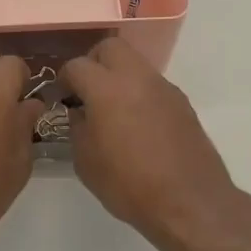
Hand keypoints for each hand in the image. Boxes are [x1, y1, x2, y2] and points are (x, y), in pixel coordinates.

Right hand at [60, 38, 238, 247]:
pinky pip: (153, 86)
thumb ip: (77, 127)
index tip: (61, 98)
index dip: (64, 79)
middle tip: (87, 91)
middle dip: (94, 63)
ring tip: (112, 111)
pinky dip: (139, 94)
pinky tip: (138, 126)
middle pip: (110, 48)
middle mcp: (137, 78)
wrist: (189, 202)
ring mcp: (164, 88)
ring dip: (119, 78)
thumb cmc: (129, 184)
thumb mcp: (86, 161)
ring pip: (135, 64)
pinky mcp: (182, 103)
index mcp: (107, 88)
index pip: (77, 65)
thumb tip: (80, 112)